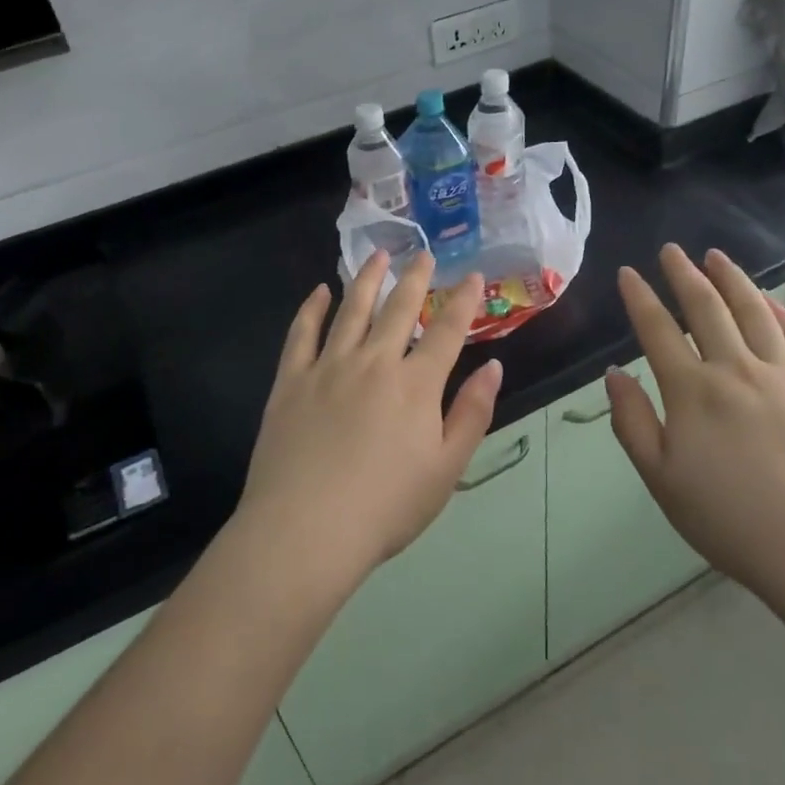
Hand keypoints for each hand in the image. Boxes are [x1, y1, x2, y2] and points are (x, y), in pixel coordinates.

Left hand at [236, 251, 502, 591]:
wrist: (305, 531)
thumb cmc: (385, 507)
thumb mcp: (446, 468)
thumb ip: (472, 413)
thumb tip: (493, 366)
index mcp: (416, 385)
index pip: (447, 331)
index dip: (464, 301)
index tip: (472, 275)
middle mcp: (374, 362)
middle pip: (398, 308)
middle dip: (416, 278)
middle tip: (423, 254)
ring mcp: (328, 367)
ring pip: (351, 309)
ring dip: (367, 278)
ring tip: (378, 255)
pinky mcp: (291, 380)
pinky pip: (302, 333)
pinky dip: (313, 308)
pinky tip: (320, 291)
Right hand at [605, 245, 784, 617]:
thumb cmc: (733, 522)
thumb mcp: (662, 481)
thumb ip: (632, 423)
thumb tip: (614, 374)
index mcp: (692, 392)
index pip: (658, 330)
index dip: (640, 297)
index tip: (629, 273)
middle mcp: (736, 370)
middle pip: (706, 308)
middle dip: (684, 274)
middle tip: (672, 250)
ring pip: (754, 312)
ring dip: (732, 280)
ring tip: (717, 257)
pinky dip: (781, 312)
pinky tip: (770, 301)